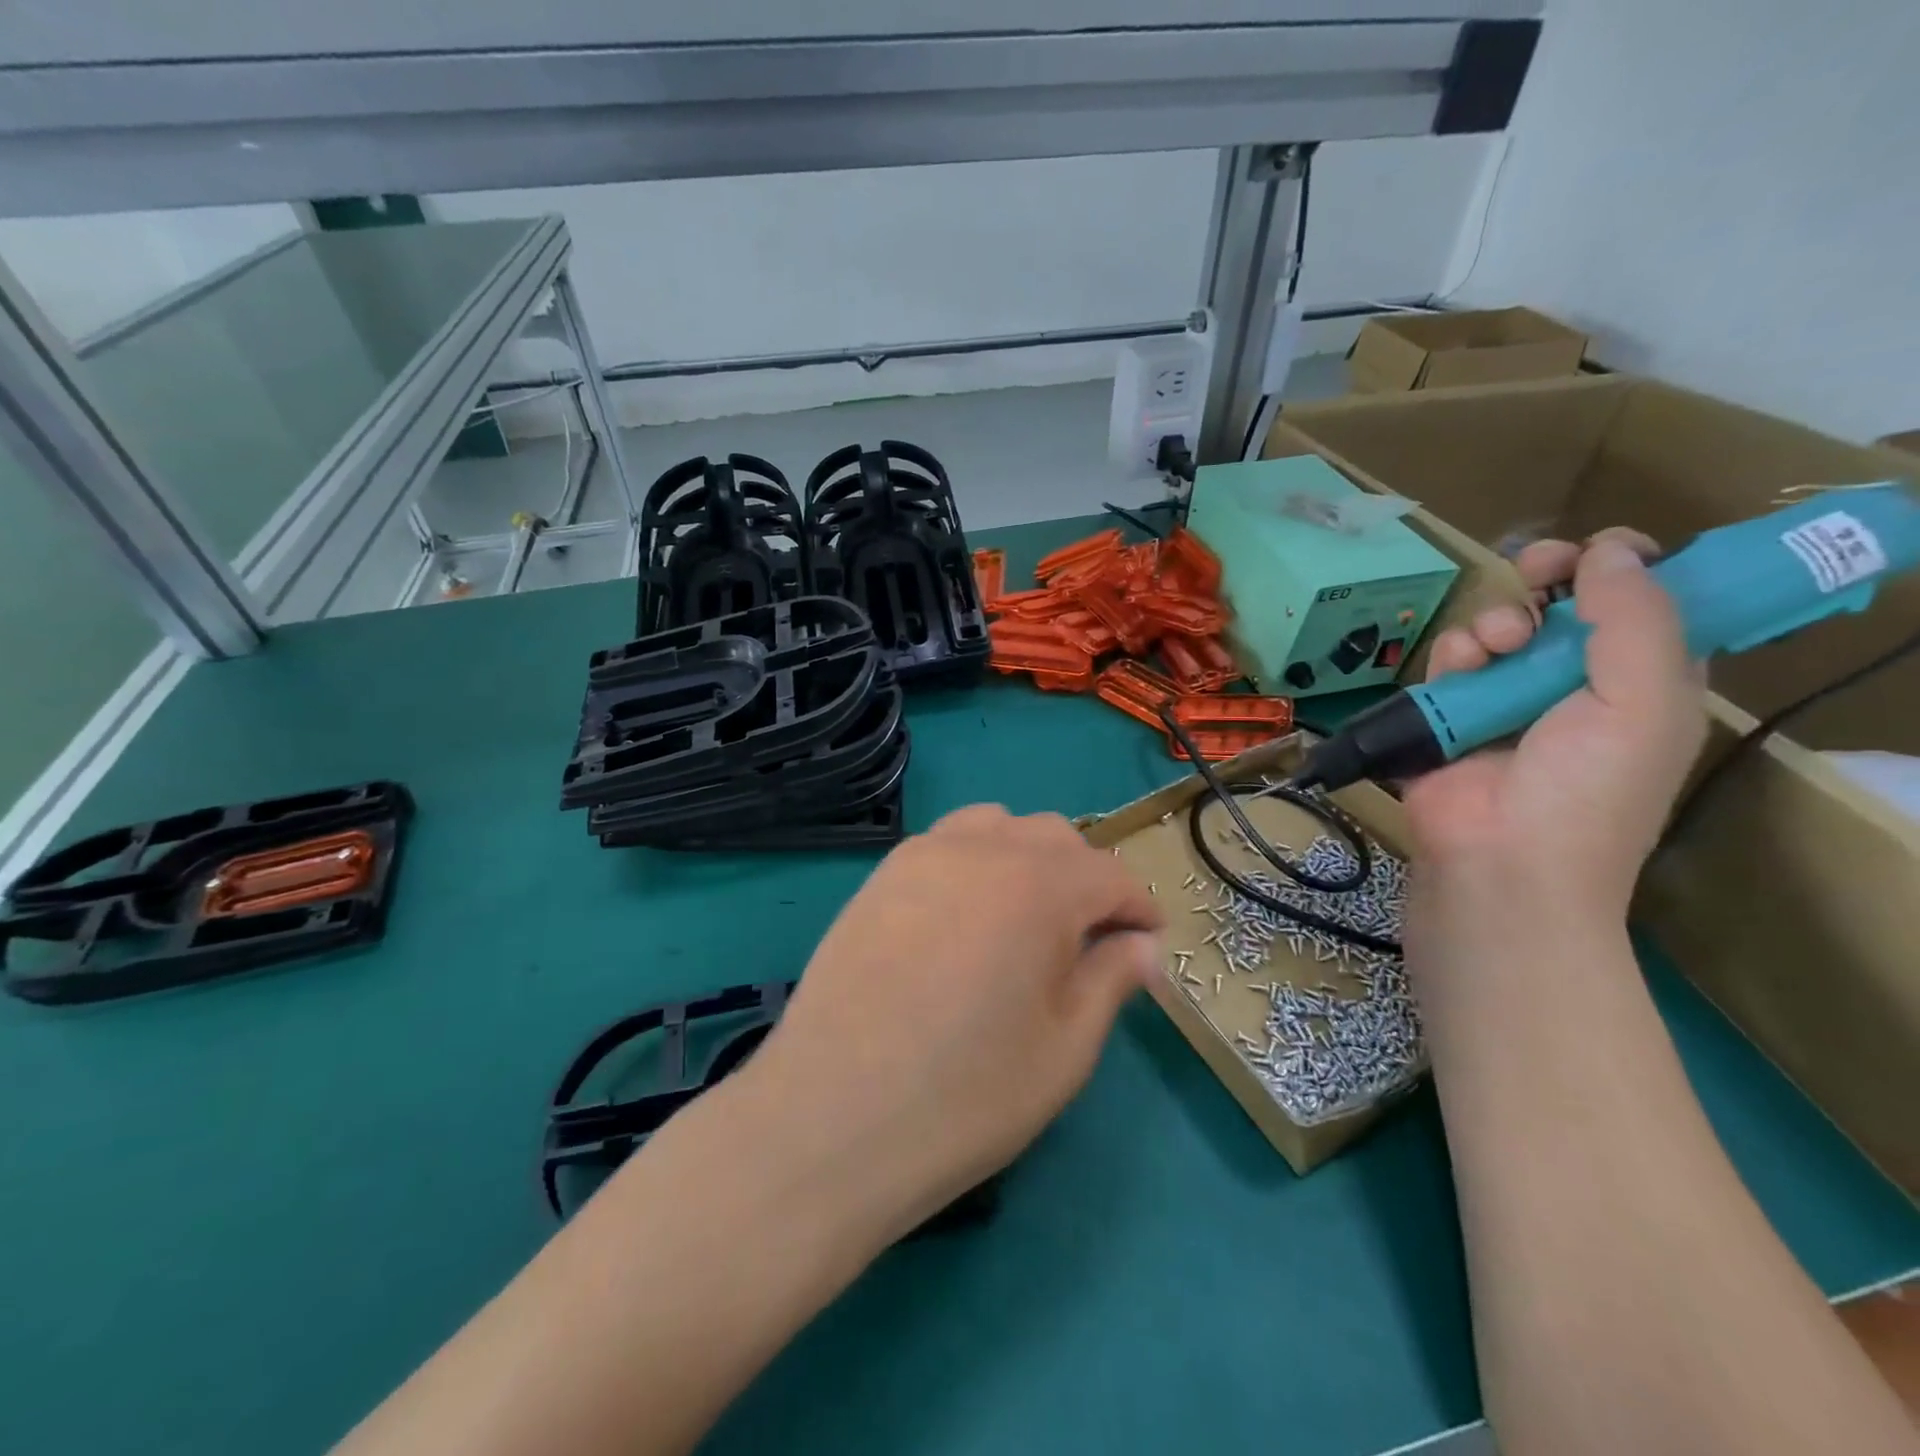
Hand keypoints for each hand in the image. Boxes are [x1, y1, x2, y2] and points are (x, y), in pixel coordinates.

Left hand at [736, 806, 1164, 1242]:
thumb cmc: (965, 1096)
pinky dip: (977, 860)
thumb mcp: (1064, 1049)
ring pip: (998, 828)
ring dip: (1029, 860)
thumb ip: (1110, 980)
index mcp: (1039, 886)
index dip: (1138, 909)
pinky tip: (966, 917)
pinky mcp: (881, 875)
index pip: (1110, 876)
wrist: (831, 1118)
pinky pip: (947, 844)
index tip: (1147, 945)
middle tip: (1088, 942)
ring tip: (1026, 920)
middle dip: (1086, 881)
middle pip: (1056, 839)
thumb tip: (1142, 945)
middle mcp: (982, 849)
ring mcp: (922, 855)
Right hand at [1402, 530, 1705, 919]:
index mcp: (1643, 683)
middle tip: (1535, 567)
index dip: (1626, 568)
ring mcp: (1507, 700)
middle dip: (1548, 577)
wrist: (1500, 859)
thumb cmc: (1588, 789)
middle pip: (1564, 605)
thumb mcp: (1644, 702)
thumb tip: (1608, 550)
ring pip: (1501, 626)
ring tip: (1496, 646)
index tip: (1599, 550)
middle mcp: (1576, 685)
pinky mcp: (1449, 714)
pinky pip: (1450, 661)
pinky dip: (1452, 656)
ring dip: (1497, 622)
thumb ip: (1638, 619)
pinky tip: (1459, 670)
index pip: (1645, 605)